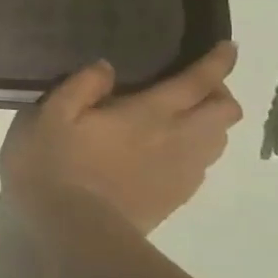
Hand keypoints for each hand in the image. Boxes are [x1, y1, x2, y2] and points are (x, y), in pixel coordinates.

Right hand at [1, 42, 241, 233]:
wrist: (73, 229)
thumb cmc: (55, 164)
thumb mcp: (50, 115)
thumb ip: (80, 86)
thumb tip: (107, 66)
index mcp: (149, 114)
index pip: (198, 82)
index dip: (217, 62)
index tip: (227, 47)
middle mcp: (177, 139)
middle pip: (225, 112)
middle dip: (219, 93)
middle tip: (192, 86)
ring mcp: (181, 172)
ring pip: (218, 140)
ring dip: (209, 123)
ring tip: (181, 118)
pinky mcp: (175, 198)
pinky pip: (201, 166)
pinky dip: (196, 150)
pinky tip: (166, 152)